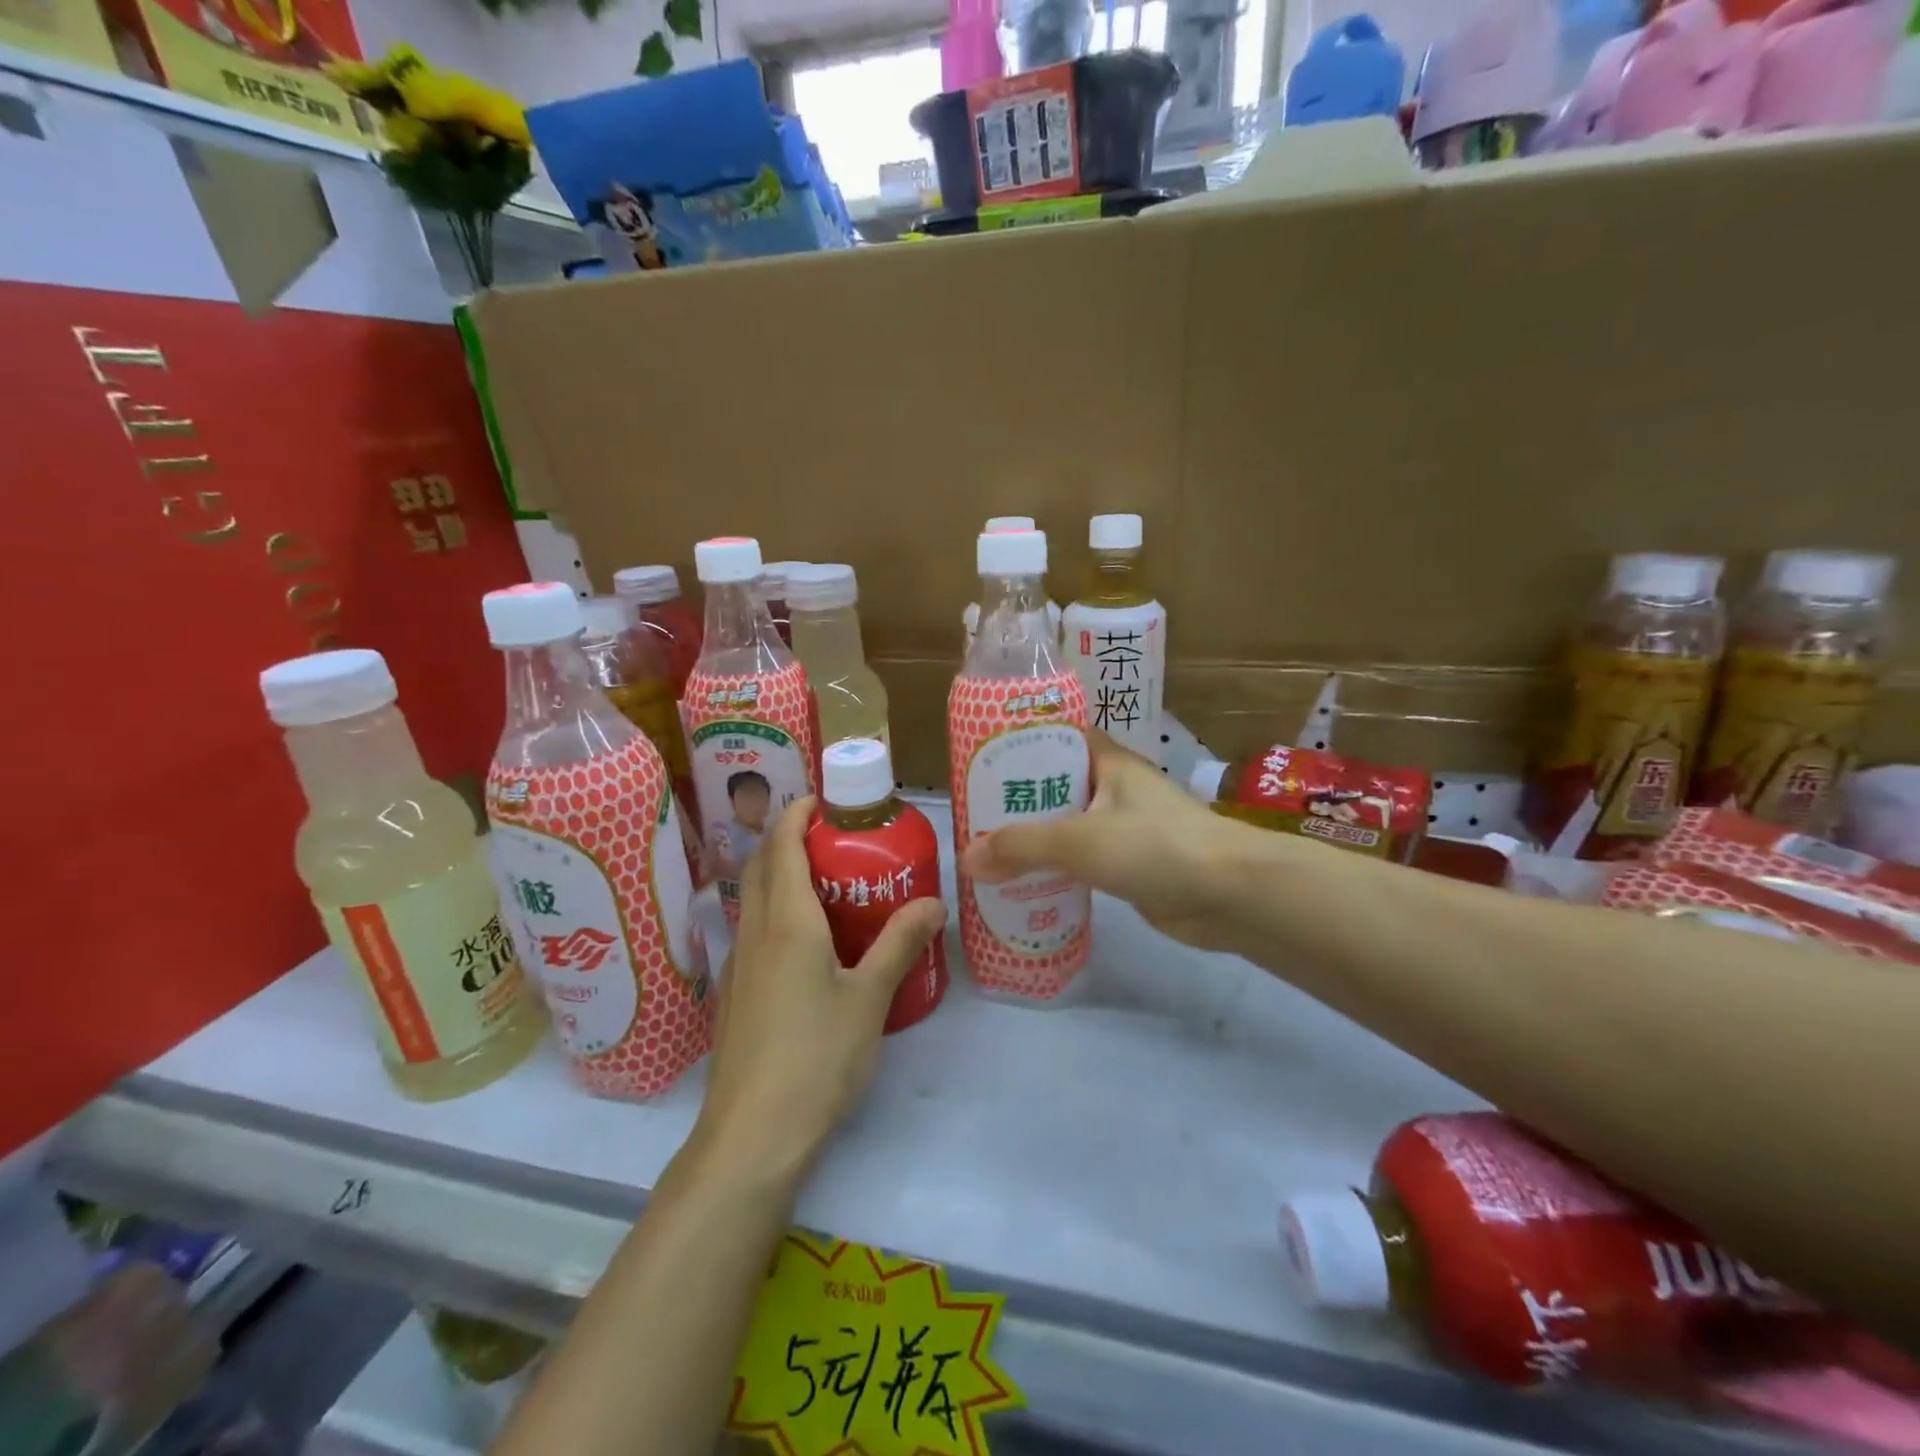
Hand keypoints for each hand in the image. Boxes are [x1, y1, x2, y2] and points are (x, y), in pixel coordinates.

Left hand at [697, 796, 945, 1180]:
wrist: (751, 1136)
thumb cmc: (816, 1057)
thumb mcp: (870, 998)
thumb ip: (900, 944)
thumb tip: (934, 902)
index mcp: (786, 922)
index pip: (782, 845)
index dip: (797, 813)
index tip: (824, 800)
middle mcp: (754, 932)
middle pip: (761, 864)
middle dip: (788, 837)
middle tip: (833, 837)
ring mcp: (738, 965)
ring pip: (753, 898)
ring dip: (779, 874)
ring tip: (826, 881)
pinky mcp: (734, 995)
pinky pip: (752, 931)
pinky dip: (775, 911)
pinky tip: (807, 943)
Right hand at [961, 731, 1243, 951]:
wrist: (1230, 894)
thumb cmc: (1155, 846)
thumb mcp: (1079, 839)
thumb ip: (1021, 847)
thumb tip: (967, 859)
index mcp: (1106, 761)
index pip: (1054, 737)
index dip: (1016, 744)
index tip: (977, 761)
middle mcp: (1113, 787)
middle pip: (1054, 785)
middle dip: (1015, 800)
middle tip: (970, 815)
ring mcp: (1123, 827)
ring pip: (1065, 826)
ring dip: (1032, 839)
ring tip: (985, 853)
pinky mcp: (1129, 865)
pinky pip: (1081, 861)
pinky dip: (1054, 869)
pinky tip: (1022, 885)